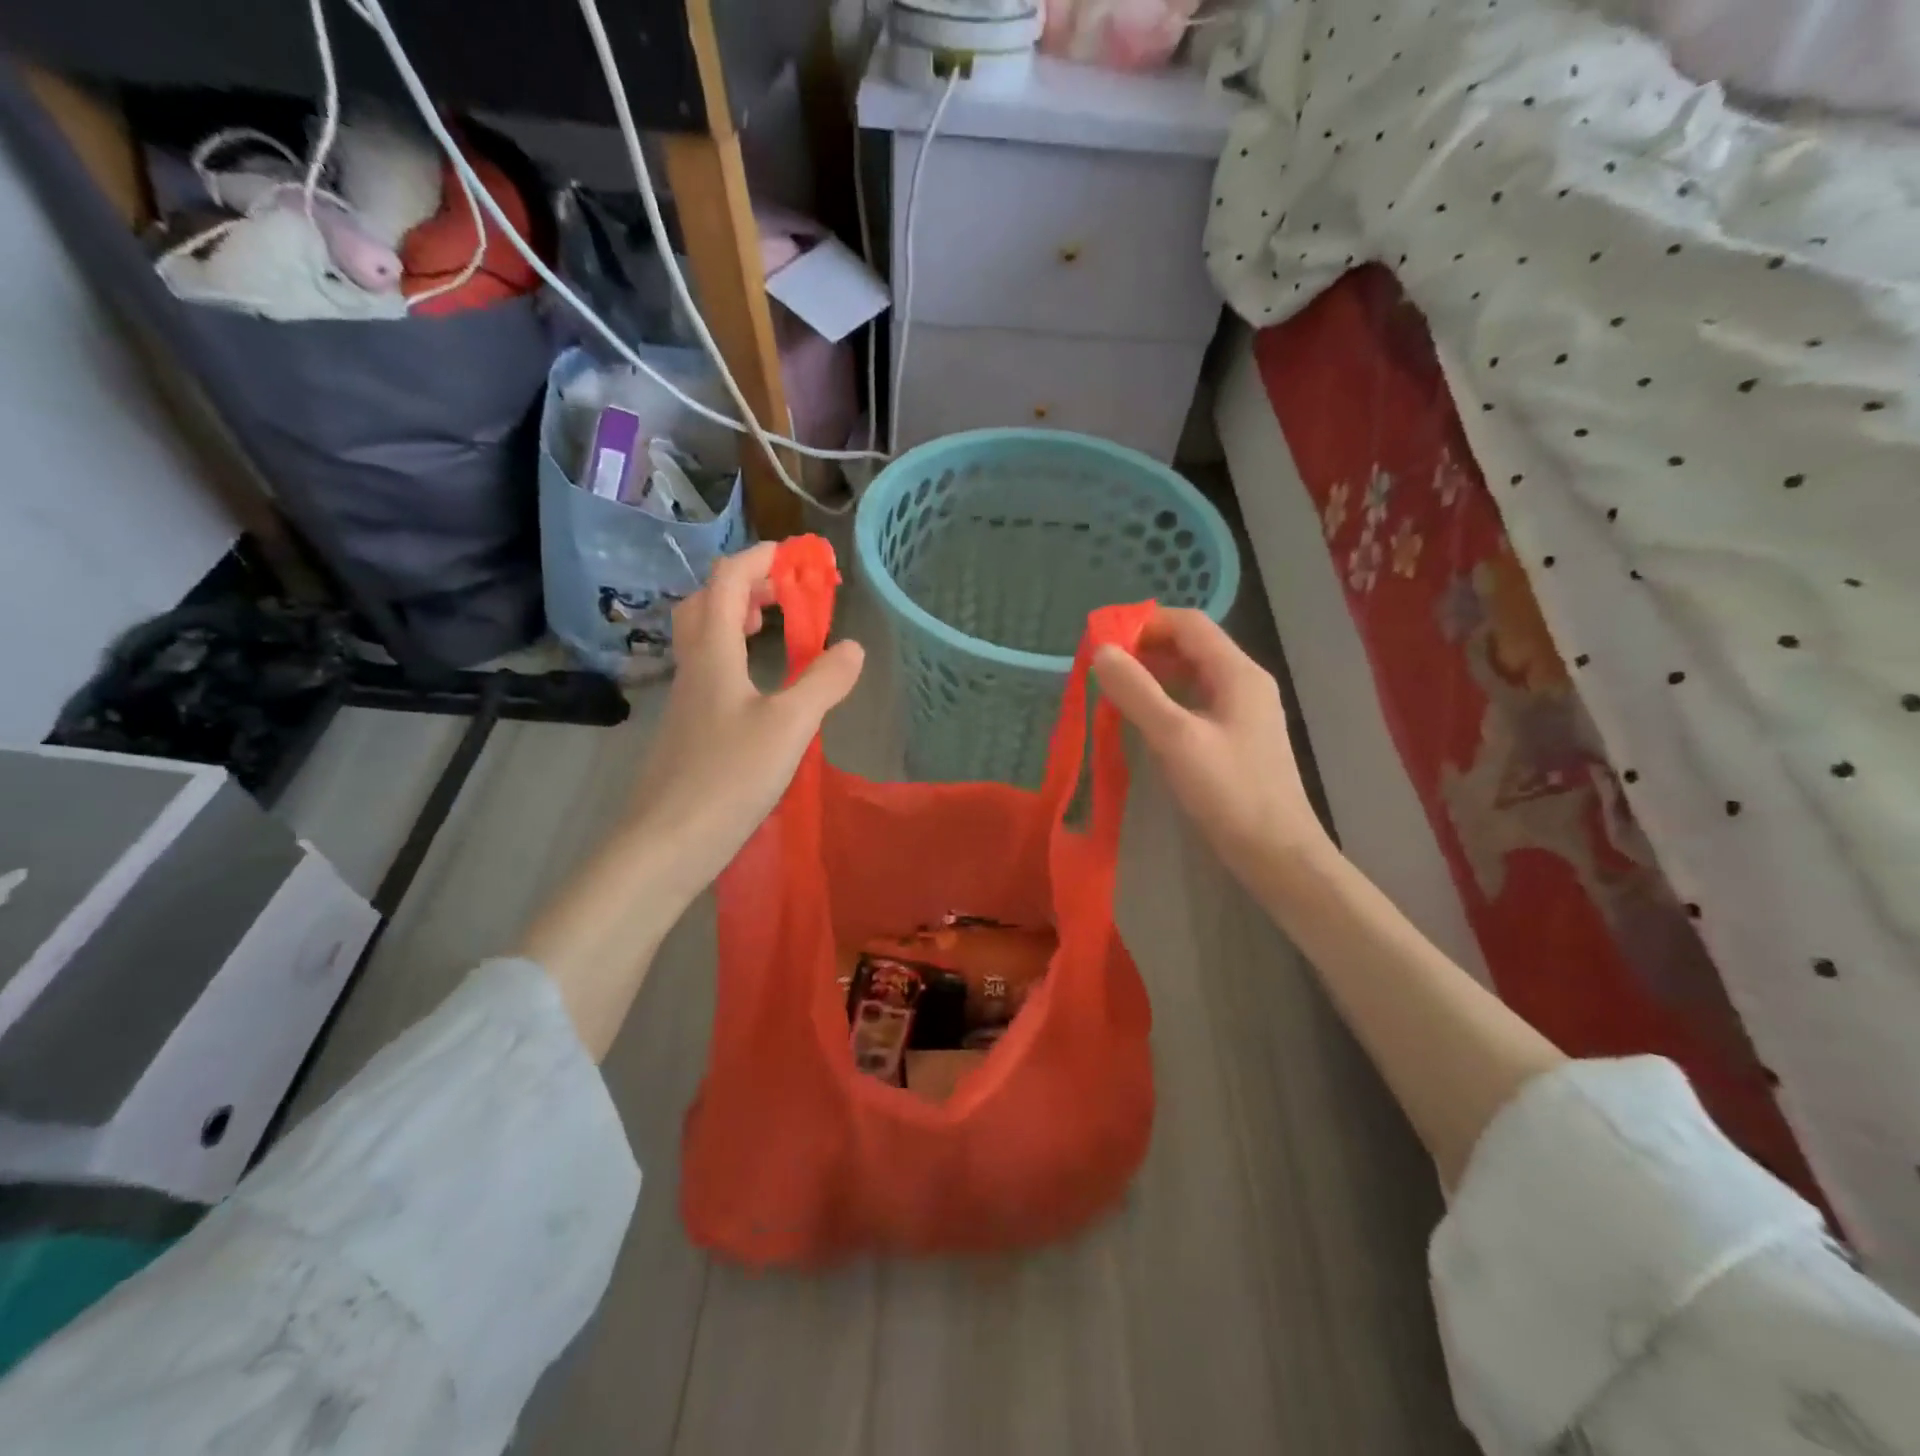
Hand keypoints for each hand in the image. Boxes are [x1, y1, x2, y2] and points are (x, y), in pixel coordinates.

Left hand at [628, 541, 864, 903]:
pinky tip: (758, 688)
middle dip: (743, 585)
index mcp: (713, 654)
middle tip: (782, 593)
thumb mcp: (790, 726)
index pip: (727, 581)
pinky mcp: (687, 731)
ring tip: (771, 630)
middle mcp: (693, 668)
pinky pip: (708, 672)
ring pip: (701, 639)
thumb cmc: (728, 777)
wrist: (666, 844)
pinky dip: (733, 657)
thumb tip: (853, 647)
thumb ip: (824, 682)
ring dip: (733, 619)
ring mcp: (685, 701)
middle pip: (704, 604)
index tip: (796, 556)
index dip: (759, 558)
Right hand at [1094, 609, 1330, 886]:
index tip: (1103, 639)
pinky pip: (1196, 702)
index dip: (1144, 622)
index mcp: (1237, 672)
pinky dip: (1166, 700)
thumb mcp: (1176, 738)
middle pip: (1191, 646)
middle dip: (1145, 648)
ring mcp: (1242, 711)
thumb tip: (1101, 651)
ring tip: (1114, 690)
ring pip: (1192, 675)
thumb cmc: (1229, 791)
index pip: (1189, 623)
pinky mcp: (1236, 738)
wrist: (1277, 852)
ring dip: (1154, 674)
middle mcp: (1244, 682)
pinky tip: (1143, 720)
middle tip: (1102, 667)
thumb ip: (1137, 691)